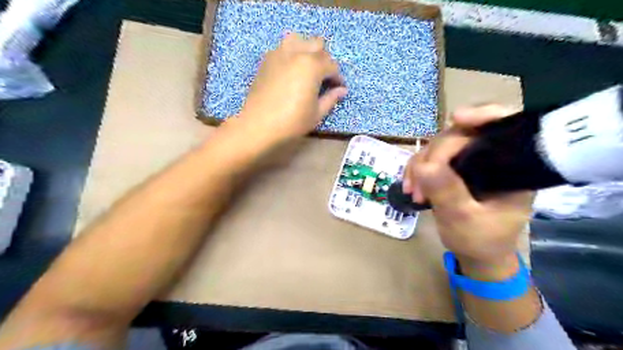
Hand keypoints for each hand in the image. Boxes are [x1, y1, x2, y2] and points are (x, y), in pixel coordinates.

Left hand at [237, 33, 348, 145]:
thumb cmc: (292, 121)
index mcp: (312, 65)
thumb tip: (342, 90)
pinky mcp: (267, 59)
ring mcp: (279, 53)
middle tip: (324, 78)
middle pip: (317, 45)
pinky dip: (291, 54)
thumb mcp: (317, 113)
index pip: (332, 65)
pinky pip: (283, 48)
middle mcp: (297, 52)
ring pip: (298, 39)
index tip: (339, 88)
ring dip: (307, 49)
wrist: (259, 125)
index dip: (338, 77)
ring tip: (307, 67)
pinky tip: (291, 70)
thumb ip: (331, 98)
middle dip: (325, 60)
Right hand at [405, 105, 534, 276]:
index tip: (456, 118)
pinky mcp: (452, 168)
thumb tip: (424, 166)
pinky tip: (410, 186)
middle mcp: (491, 157)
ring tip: (413, 190)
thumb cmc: (481, 240)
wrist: (475, 253)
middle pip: (460, 134)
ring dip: (420, 164)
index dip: (482, 115)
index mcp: (512, 167)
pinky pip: (429, 158)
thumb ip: (448, 193)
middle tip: (418, 182)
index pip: (503, 127)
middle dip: (434, 154)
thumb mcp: (465, 220)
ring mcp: (469, 161)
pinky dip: (415, 169)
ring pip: (439, 145)